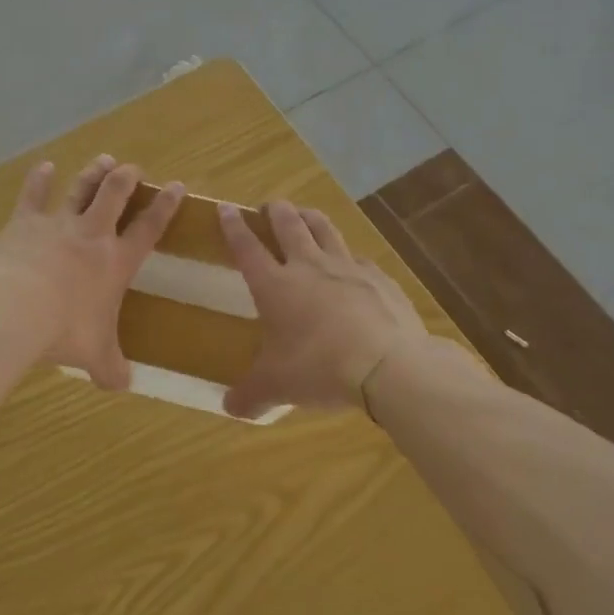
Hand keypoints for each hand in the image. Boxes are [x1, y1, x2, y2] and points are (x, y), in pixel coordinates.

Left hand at [0, 155, 183, 389]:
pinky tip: (44, 166)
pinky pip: (34, 195)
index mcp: (115, 262)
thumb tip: (123, 386)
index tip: (177, 186)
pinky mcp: (24, 222)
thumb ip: (111, 367)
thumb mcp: (94, 355)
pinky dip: (39, 179)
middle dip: (127, 178)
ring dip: (93, 172)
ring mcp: (57, 223)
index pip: (149, 228)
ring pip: (81, 188)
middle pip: (115, 195)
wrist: (14, 309)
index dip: (165, 206)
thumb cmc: (64, 331)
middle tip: (133, 168)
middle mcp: (91, 234)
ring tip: (104, 159)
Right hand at [218, 200, 428, 417]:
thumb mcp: (276, 387)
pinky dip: (349, 256)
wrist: (387, 365)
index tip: (225, 207)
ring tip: (304, 214)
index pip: (246, 246)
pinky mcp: (379, 278)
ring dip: (310, 217)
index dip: (233, 226)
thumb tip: (229, 408)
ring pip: (324, 228)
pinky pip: (359, 257)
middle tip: (269, 206)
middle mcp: (307, 266)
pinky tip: (352, 264)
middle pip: (287, 224)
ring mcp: (346, 267)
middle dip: (275, 210)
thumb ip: (250, 395)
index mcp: (274, 285)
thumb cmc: (318, 368)